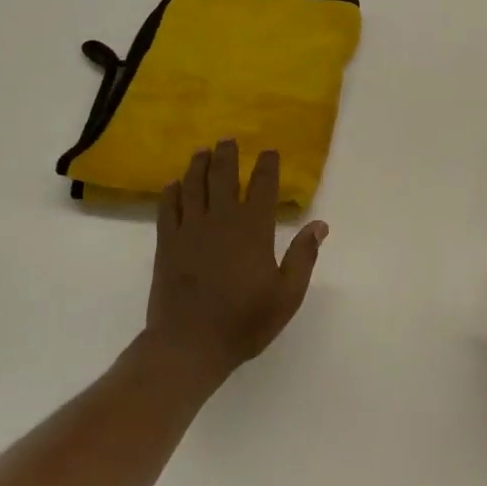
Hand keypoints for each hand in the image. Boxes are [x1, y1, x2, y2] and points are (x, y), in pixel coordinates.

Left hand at [145, 141, 326, 380]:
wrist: (188, 345)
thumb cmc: (244, 322)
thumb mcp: (287, 295)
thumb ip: (303, 257)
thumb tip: (320, 225)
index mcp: (253, 229)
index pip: (262, 186)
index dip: (267, 165)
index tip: (269, 152)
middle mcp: (220, 220)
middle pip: (222, 176)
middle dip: (227, 155)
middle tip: (228, 140)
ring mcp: (189, 230)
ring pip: (193, 186)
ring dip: (198, 165)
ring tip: (202, 152)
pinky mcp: (166, 244)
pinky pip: (168, 209)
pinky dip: (172, 192)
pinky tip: (174, 185)